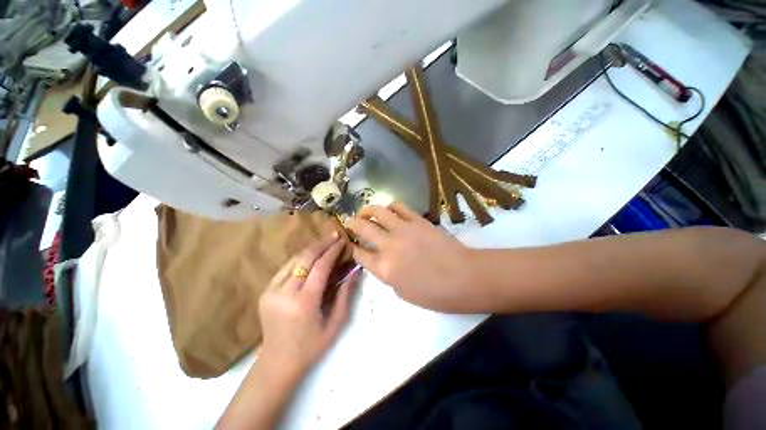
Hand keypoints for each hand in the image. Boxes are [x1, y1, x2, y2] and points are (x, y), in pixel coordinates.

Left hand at [258, 233, 358, 379]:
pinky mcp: (265, 292)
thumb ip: (346, 294)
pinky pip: (286, 268)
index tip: (342, 240)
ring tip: (325, 241)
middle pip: (305, 258)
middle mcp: (284, 293)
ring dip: (311, 248)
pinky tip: (311, 255)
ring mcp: (271, 291)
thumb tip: (356, 271)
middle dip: (321, 243)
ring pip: (293, 259)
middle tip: (334, 235)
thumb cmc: (311, 347)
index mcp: (304, 303)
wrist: (277, 364)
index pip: (320, 267)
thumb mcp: (336, 324)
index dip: (332, 251)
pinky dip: (300, 258)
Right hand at [347, 202, 477, 311]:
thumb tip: (380, 260)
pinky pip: (399, 206)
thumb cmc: (434, 293)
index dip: (351, 247)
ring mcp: (403, 229)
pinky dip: (390, 206)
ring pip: (378, 211)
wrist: (463, 277)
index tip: (350, 243)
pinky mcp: (417, 220)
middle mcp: (389, 245)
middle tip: (351, 223)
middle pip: (362, 227)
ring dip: (368, 210)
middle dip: (352, 224)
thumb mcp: (402, 293)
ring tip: (366, 211)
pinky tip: (389, 210)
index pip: (358, 253)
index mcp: (384, 269)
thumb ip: (386, 275)